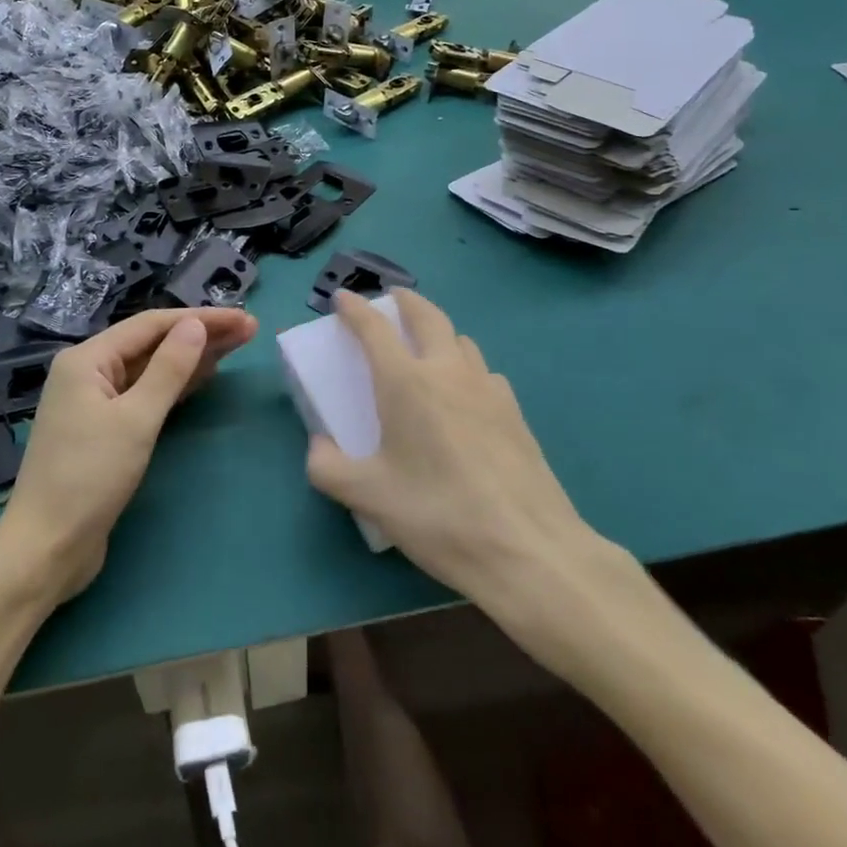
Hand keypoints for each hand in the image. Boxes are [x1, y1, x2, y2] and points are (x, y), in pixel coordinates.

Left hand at [0, 307, 257, 603]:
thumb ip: (168, 369)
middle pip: (152, 343)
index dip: (200, 319)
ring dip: (191, 358)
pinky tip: (202, 378)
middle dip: (199, 335)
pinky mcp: (103, 429)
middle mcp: (88, 371)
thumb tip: (195, 325)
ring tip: (234, 347)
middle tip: (248, 332)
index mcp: (87, 359)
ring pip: (150, 368)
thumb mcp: (135, 420)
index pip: (152, 325)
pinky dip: (174, 385)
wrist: (46, 549)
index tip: (242, 319)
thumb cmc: (89, 478)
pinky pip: (145, 393)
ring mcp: (94, 401)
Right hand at [305, 292, 622, 621]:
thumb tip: (318, 446)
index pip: (374, 327)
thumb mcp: (368, 497)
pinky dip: (466, 366)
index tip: (342, 297)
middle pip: (427, 315)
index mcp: (406, 382)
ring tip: (427, 344)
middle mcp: (447, 371)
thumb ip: (328, 468)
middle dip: (405, 300)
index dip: (354, 308)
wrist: (528, 549)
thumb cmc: (438, 515)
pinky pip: (484, 372)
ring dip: (439, 330)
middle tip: (390, 299)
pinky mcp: (515, 412)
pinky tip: (465, 395)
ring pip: (461, 340)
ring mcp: (487, 388)